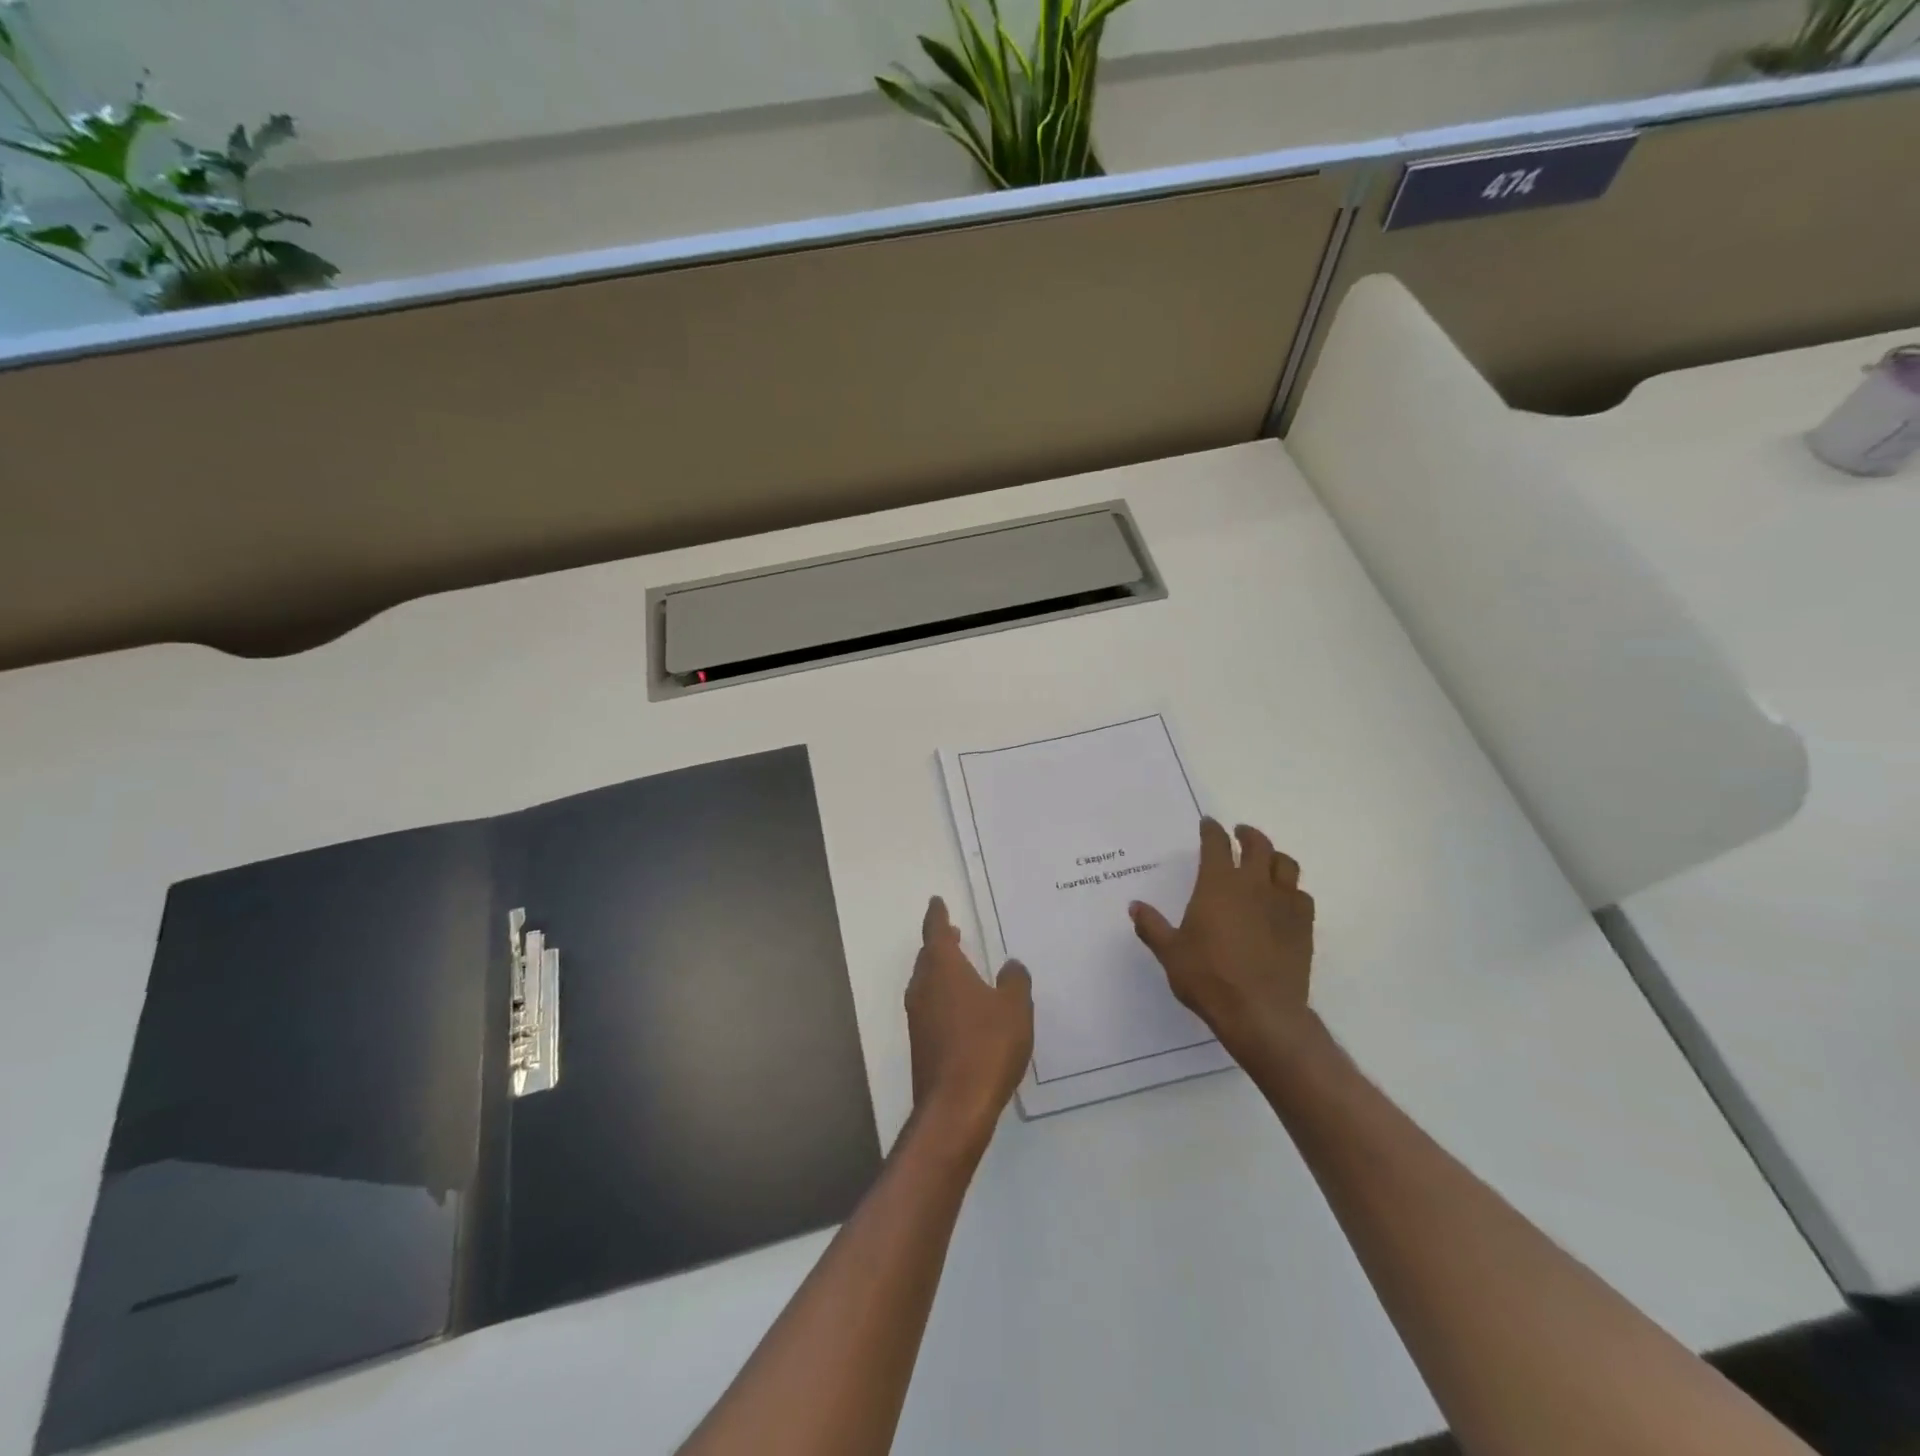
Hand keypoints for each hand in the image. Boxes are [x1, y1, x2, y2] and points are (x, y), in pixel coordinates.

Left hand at [906, 898, 1033, 1153]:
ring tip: (960, 968)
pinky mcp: (921, 1044)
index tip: (937, 902)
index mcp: (943, 969)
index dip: (937, 916)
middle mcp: (924, 988)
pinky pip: (930, 1007)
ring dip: (940, 971)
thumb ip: (1015, 981)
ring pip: (926, 983)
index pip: (936, 932)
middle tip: (953, 933)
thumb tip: (1010, 966)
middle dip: (939, 944)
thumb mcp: (1015, 1008)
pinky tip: (961, 1010)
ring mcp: (918, 1018)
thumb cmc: (987, 1045)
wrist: (955, 1106)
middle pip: (928, 957)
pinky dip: (942, 998)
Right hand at [1129, 818, 1315, 1058]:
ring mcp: (1283, 904)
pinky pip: (1302, 896)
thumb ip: (1152, 926)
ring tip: (1266, 861)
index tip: (1208, 824)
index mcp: (1217, 884)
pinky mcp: (1303, 927)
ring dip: (1274, 857)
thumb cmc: (1208, 977)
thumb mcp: (1170, 952)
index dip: (1212, 830)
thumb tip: (1135, 906)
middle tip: (1240, 834)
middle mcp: (1253, 885)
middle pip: (1258, 845)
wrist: (1261, 1012)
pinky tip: (1284, 900)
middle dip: (1248, 835)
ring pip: (1286, 865)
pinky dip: (1292, 890)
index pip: (1216, 844)